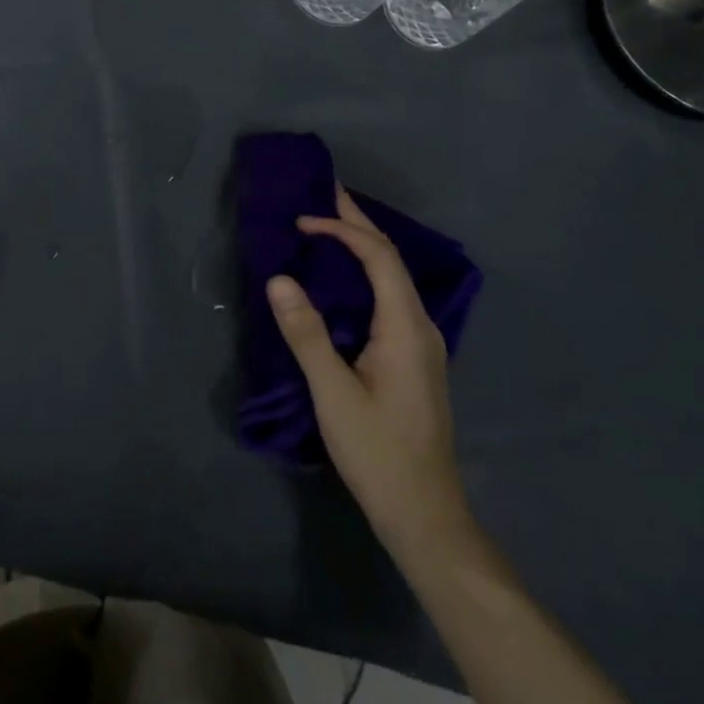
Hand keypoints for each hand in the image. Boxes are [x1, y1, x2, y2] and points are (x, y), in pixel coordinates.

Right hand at [268, 187, 473, 568]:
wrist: (423, 512)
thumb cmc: (377, 451)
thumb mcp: (332, 393)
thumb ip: (306, 333)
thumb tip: (279, 278)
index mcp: (405, 326)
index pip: (379, 257)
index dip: (342, 230)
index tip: (303, 222)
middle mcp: (420, 325)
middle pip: (391, 258)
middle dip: (358, 222)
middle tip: (324, 192)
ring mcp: (421, 342)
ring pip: (393, 277)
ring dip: (363, 246)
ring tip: (329, 224)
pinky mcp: (413, 357)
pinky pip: (390, 296)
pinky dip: (366, 272)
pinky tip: (345, 279)